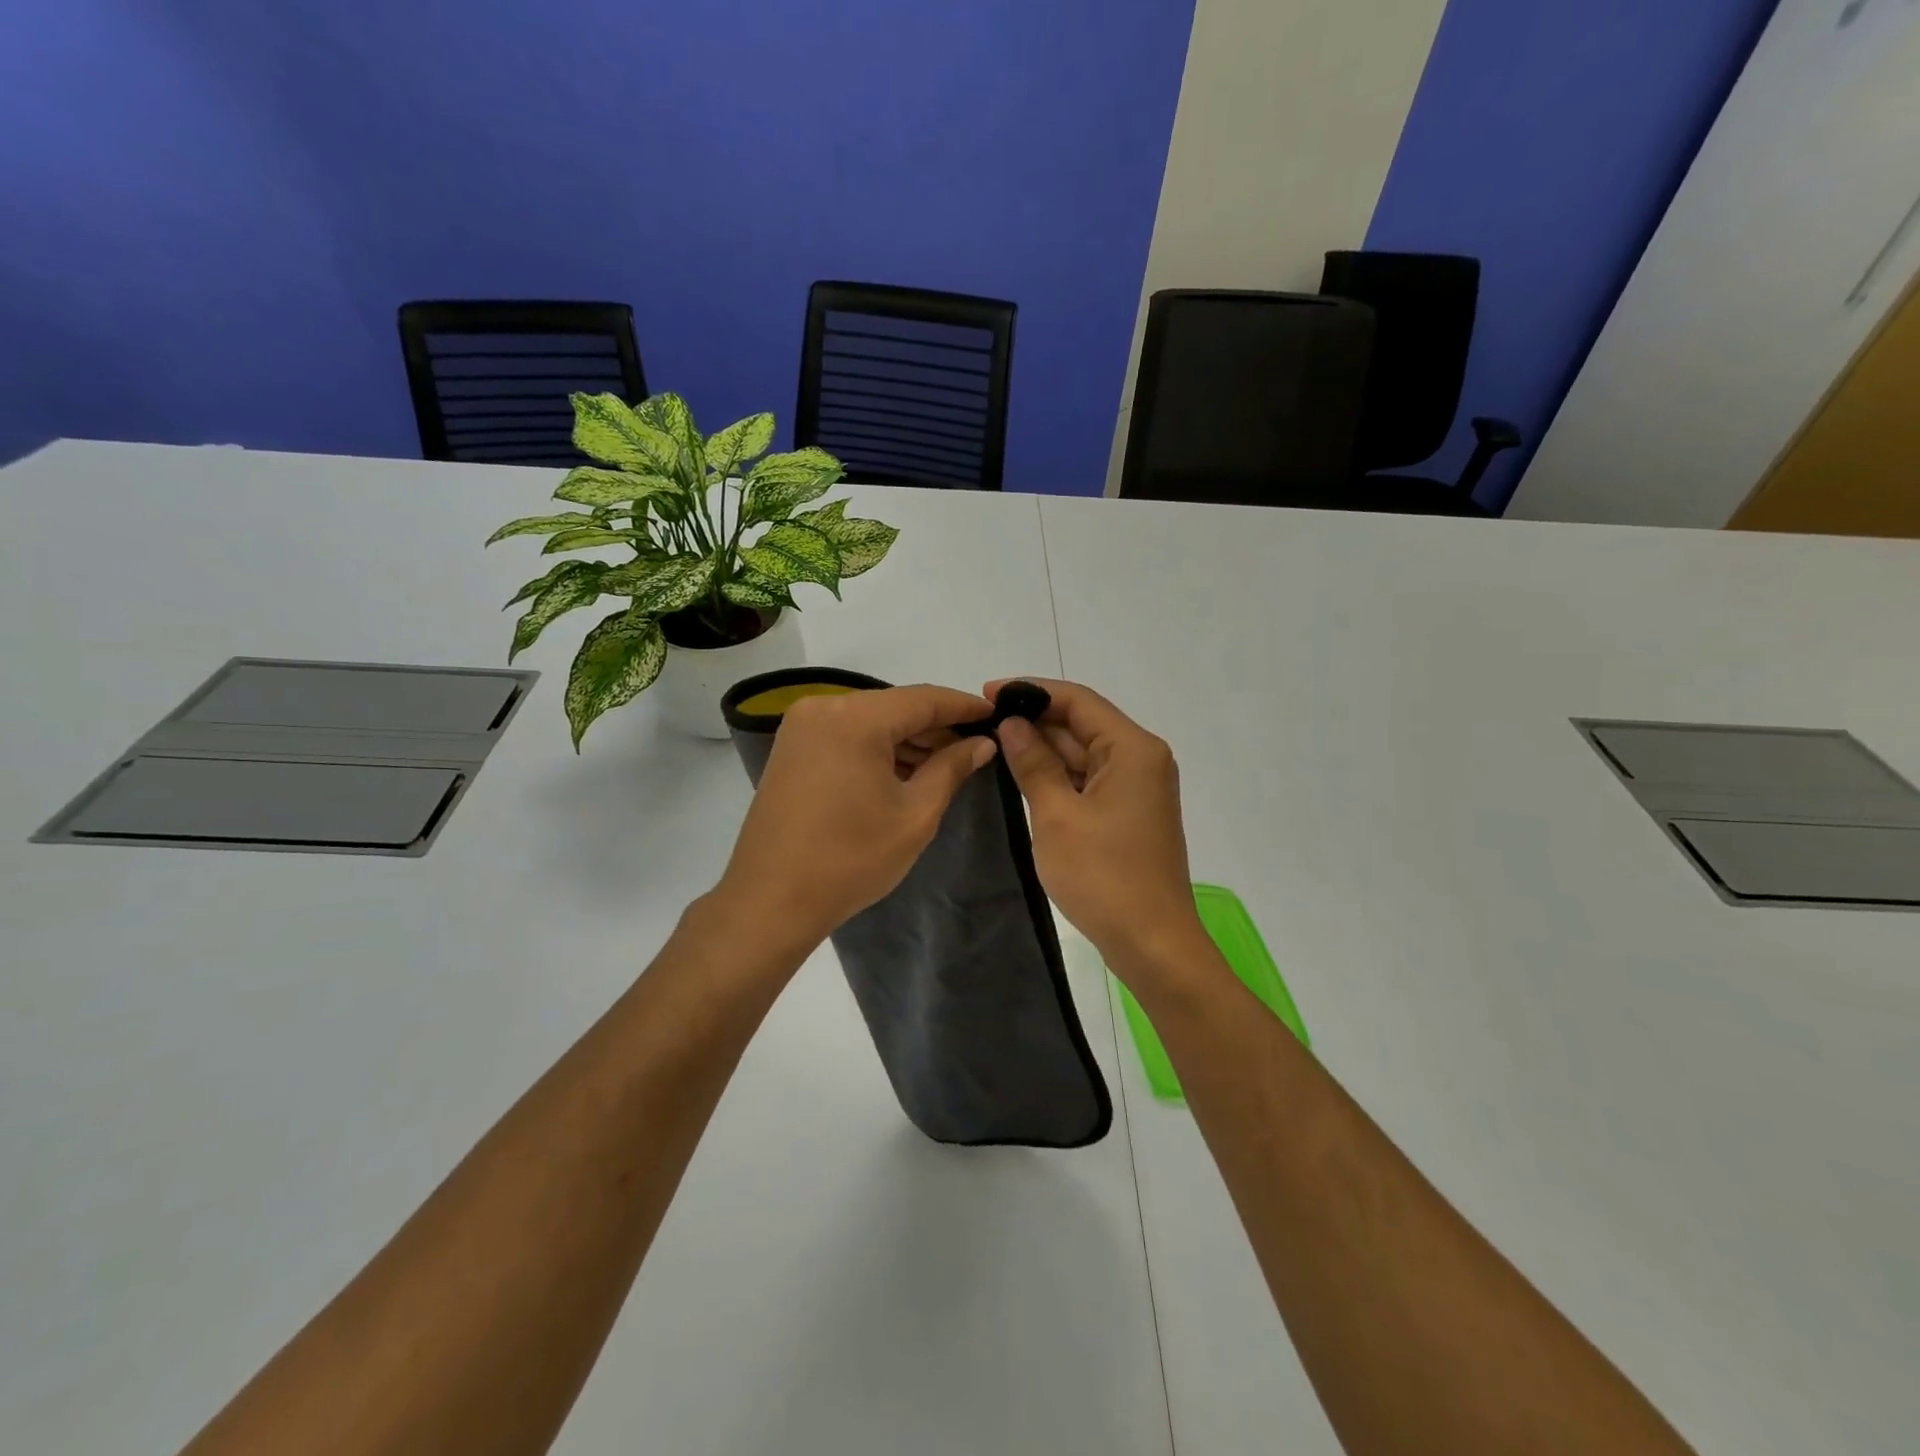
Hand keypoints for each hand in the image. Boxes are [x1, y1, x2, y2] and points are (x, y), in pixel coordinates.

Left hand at [715, 684, 997, 949]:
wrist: (771, 901)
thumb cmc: (851, 859)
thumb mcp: (915, 814)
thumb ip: (952, 768)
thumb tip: (981, 742)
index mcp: (854, 718)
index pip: (923, 699)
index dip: (964, 706)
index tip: (997, 714)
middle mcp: (823, 708)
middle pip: (895, 707)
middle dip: (936, 726)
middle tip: (976, 747)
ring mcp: (802, 728)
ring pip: (871, 721)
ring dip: (908, 739)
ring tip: (948, 763)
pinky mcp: (792, 749)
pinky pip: (847, 735)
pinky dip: (878, 748)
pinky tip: (906, 770)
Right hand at [985, 678, 1206, 979]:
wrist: (1152, 942)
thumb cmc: (1103, 876)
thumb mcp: (1057, 815)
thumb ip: (1033, 763)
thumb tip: (1012, 723)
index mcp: (1132, 749)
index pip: (1078, 700)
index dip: (1031, 691)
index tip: (987, 694)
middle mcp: (1142, 759)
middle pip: (1082, 724)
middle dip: (1034, 721)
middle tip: (982, 724)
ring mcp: (1138, 787)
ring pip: (1084, 753)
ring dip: (1044, 748)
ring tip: (993, 745)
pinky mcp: (1129, 812)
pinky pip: (1089, 779)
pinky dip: (1059, 775)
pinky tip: (1023, 776)